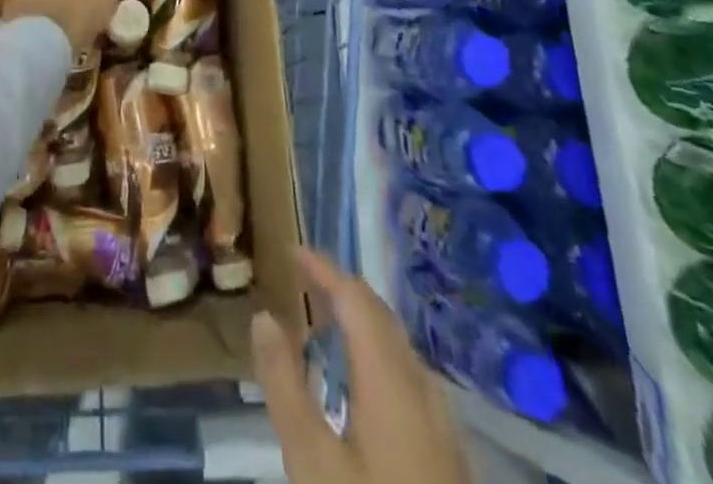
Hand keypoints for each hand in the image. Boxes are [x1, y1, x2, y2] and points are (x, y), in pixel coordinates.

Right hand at [253, 249, 470, 483]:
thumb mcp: (312, 463)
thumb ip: (285, 384)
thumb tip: (264, 316)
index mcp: (390, 378)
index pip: (355, 298)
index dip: (324, 268)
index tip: (292, 251)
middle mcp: (420, 386)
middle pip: (380, 317)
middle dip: (342, 290)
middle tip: (303, 280)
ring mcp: (441, 422)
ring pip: (397, 346)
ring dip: (361, 322)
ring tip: (324, 321)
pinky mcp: (448, 454)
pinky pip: (407, 375)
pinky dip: (376, 354)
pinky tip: (360, 382)